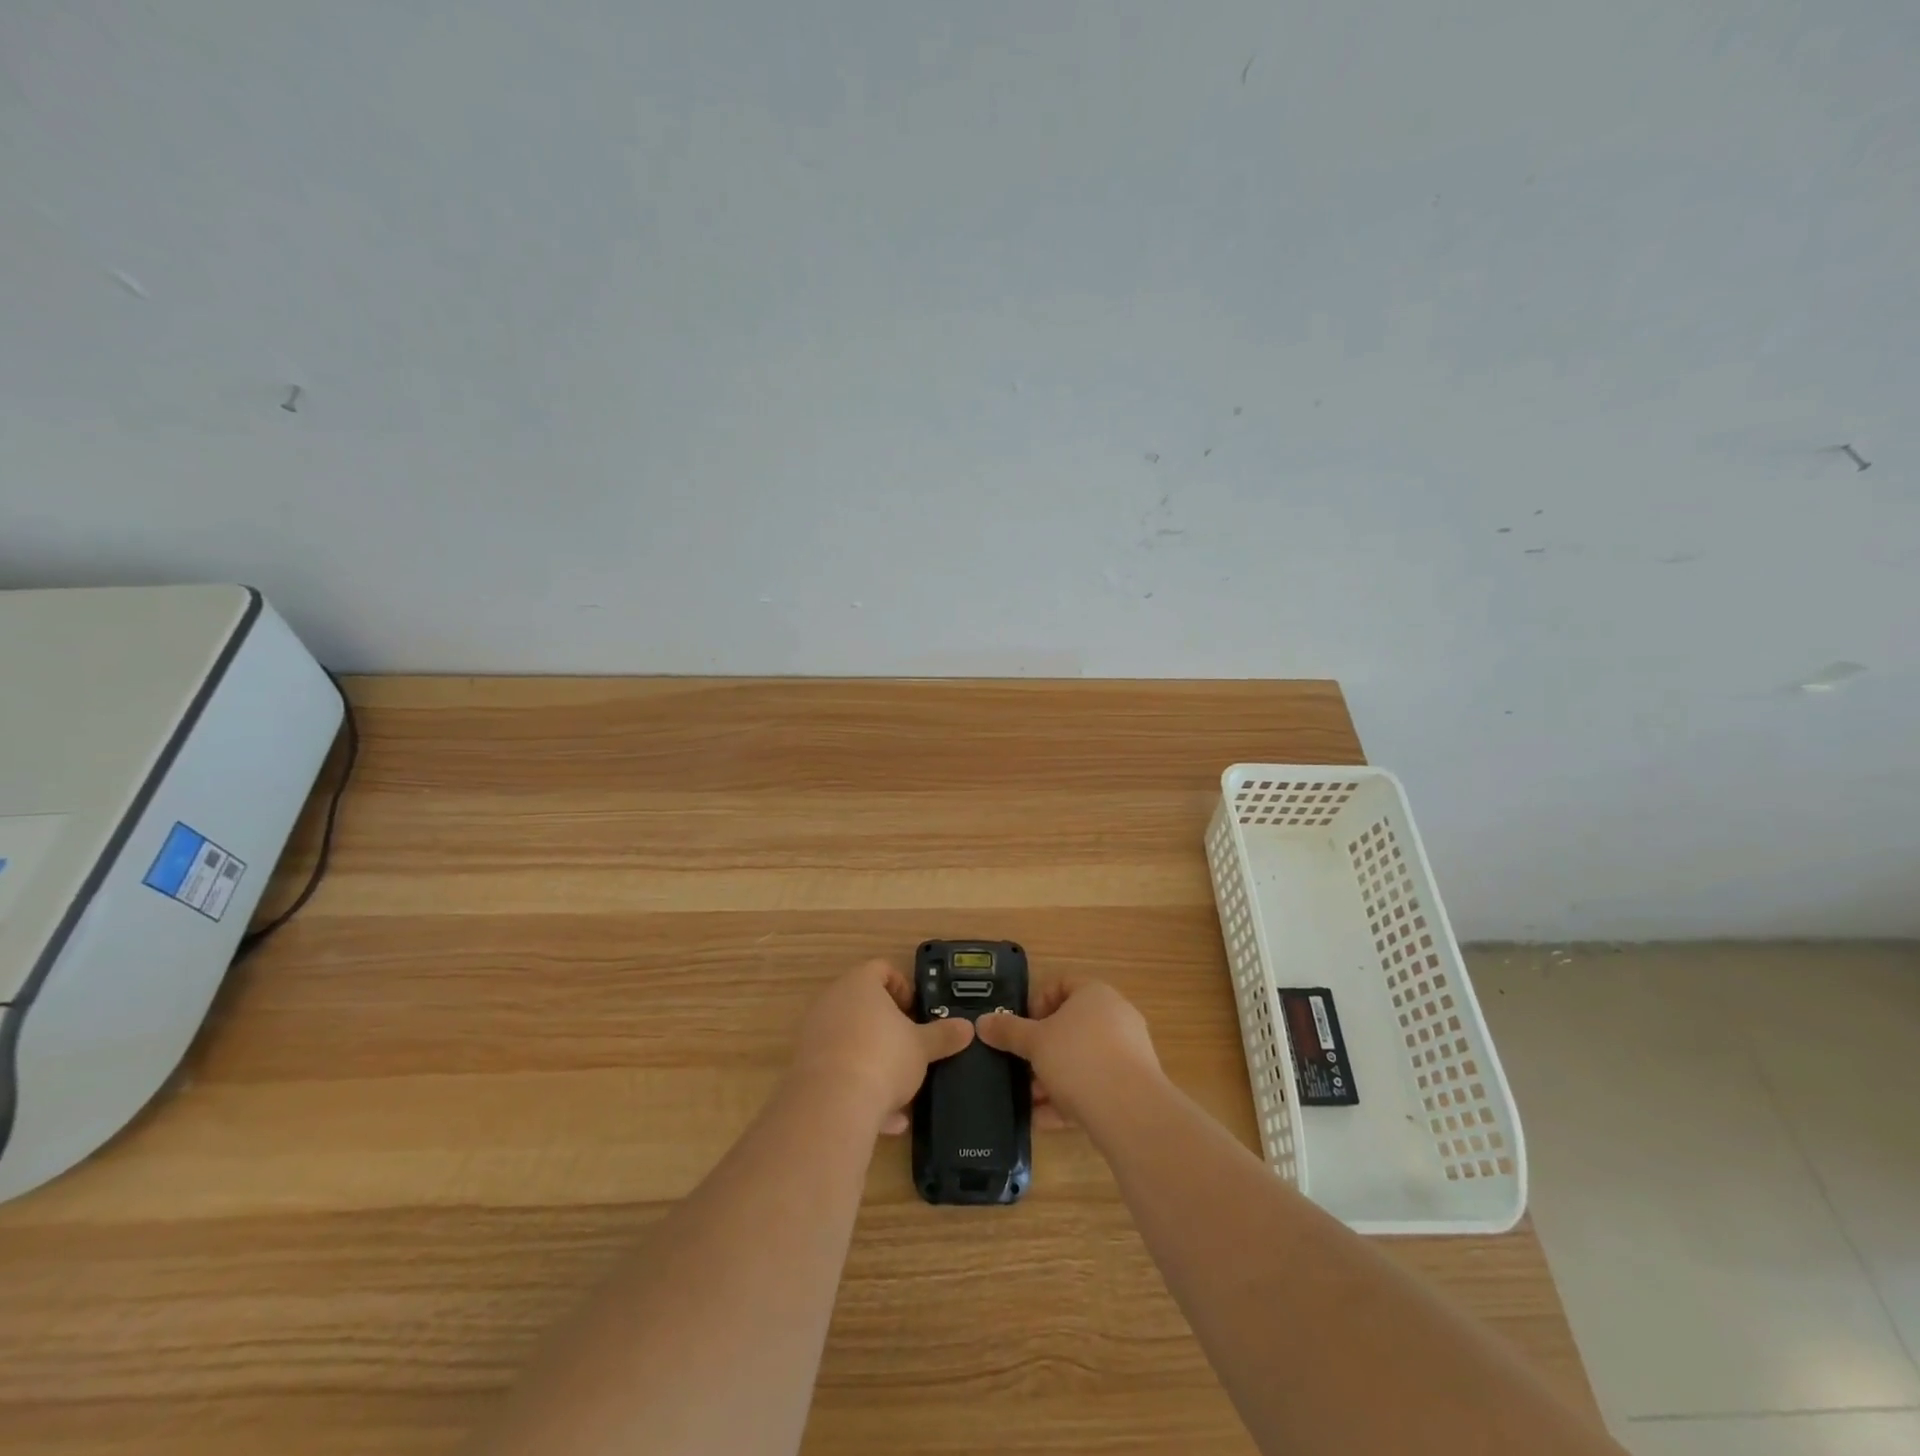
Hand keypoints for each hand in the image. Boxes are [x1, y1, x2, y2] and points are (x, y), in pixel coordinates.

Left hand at [789, 960, 974, 1133]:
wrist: (832, 1105)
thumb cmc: (883, 1058)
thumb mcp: (922, 1047)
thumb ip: (944, 1035)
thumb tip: (967, 1028)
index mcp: (860, 984)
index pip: (882, 969)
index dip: (903, 987)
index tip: (916, 1012)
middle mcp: (832, 1002)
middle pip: (863, 1005)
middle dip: (888, 1028)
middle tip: (910, 1046)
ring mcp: (815, 1034)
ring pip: (851, 1042)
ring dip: (875, 1062)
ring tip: (900, 1091)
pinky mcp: (805, 1068)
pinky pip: (839, 1071)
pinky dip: (859, 1088)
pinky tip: (883, 1118)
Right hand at [975, 980, 1162, 1128]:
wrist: (1130, 1112)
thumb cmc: (1078, 1059)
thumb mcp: (1034, 1042)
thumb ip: (1008, 1031)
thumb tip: (982, 1022)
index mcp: (1094, 993)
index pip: (1061, 983)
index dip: (1037, 1001)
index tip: (1021, 1028)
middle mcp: (1115, 1016)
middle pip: (1070, 1026)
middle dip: (1042, 1049)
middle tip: (1022, 1066)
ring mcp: (1128, 1051)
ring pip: (1081, 1059)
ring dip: (1053, 1078)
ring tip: (1030, 1100)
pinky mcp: (1133, 1085)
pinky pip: (1095, 1085)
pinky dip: (1071, 1099)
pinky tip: (1045, 1120)